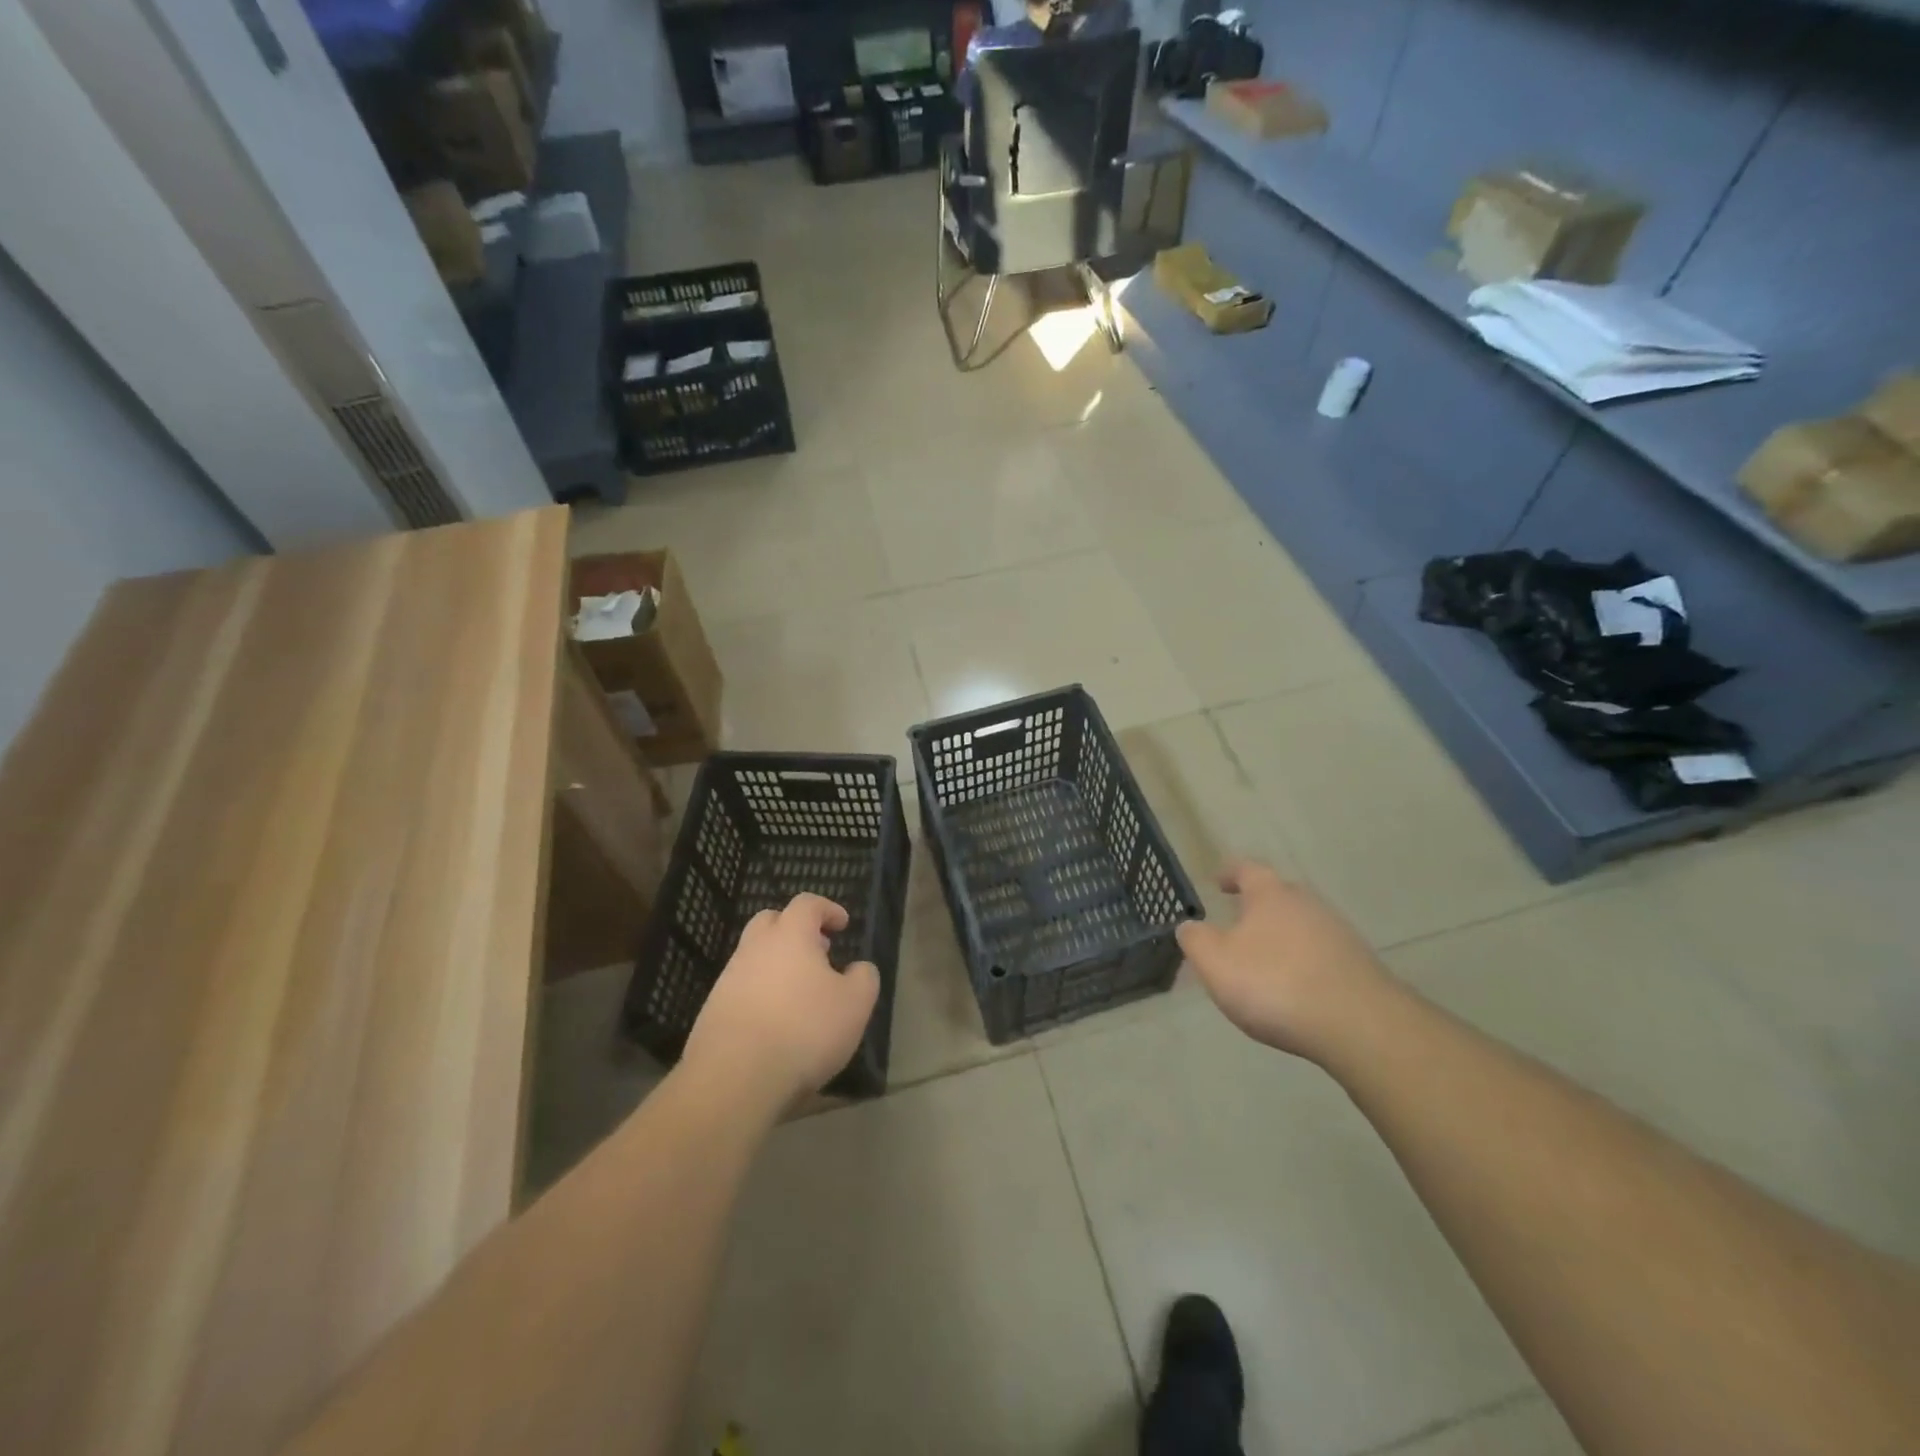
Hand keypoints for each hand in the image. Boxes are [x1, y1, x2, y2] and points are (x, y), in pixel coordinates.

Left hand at [682, 894, 880, 1111]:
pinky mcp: (713, 1010)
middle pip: (771, 922)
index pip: (807, 904)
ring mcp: (729, 978)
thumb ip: (864, 978)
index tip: (842, 924)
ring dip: (777, 964)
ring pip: (754, 956)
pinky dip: (761, 993)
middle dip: (795, 929)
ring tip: (800, 992)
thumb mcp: (855, 1005)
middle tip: (818, 951)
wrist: (734, 1078)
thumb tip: (858, 968)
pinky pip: (742, 988)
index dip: (827, 909)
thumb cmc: (804, 1030)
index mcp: (790, 936)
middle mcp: (755, 948)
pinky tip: (776, 1021)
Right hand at [1175, 860, 1392, 1061]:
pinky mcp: (1359, 966)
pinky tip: (1294, 989)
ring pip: (1301, 925)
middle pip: (1278, 896)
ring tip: (1263, 962)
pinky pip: (1321, 954)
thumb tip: (1189, 926)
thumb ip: (1195, 940)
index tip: (1218, 881)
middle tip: (1237, 924)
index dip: (1230, 873)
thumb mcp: (1215, 963)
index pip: (1247, 869)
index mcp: (1270, 895)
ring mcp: (1339, 934)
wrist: (1359, 1026)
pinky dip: (1303, 963)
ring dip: (1281, 937)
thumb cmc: (1275, 984)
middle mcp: (1307, 904)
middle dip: (1257, 907)